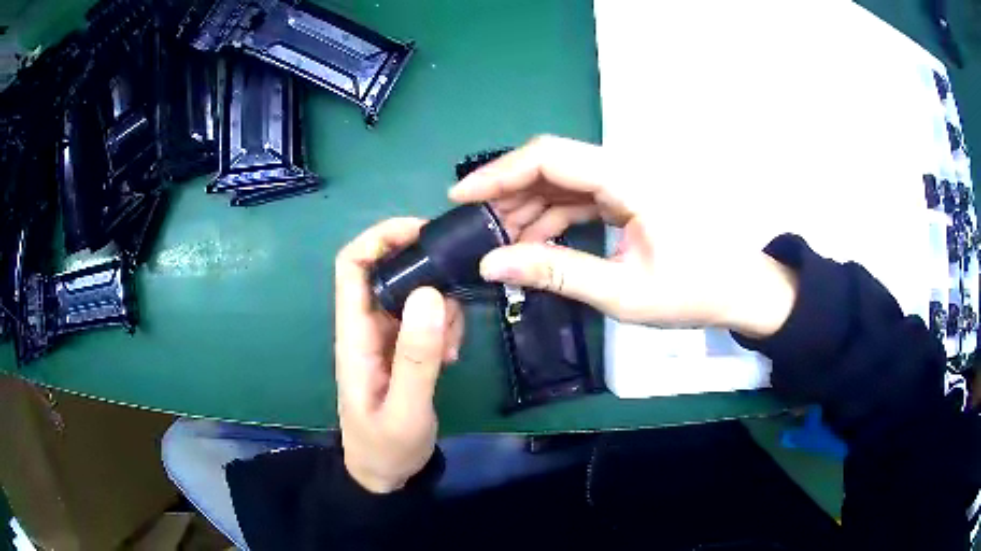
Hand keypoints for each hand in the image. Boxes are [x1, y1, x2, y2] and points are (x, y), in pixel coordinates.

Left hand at [334, 218, 463, 492]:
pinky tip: (452, 355)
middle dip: (425, 270)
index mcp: (354, 334)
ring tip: (453, 345)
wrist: (383, 473)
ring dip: (440, 305)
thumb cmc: (385, 446)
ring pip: (413, 292)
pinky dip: (444, 324)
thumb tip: (432, 294)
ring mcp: (385, 336)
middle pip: (389, 270)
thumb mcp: (406, 409)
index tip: (423, 233)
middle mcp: (366, 325)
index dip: (380, 237)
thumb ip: (417, 357)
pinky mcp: (403, 347)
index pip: (353, 265)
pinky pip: (425, 317)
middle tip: (459, 290)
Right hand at [449, 135, 796, 337]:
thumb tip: (491, 263)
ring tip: (500, 243)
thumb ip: (556, 273)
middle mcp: (624, 168)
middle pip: (551, 164)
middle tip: (475, 230)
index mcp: (628, 179)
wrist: (739, 290)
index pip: (550, 157)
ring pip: (562, 181)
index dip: (499, 173)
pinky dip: (552, 217)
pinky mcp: (628, 196)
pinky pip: (578, 197)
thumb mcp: (622, 292)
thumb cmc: (693, 292)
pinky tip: (534, 244)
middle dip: (508, 194)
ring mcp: (626, 181)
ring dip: (527, 208)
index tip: (460, 198)